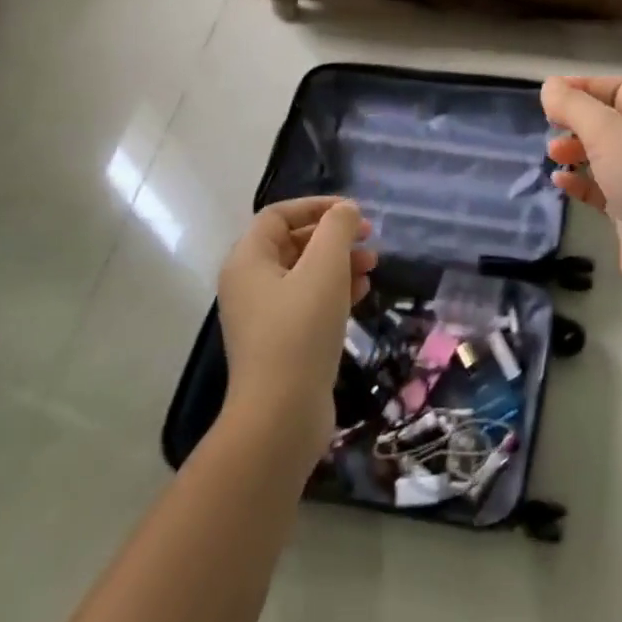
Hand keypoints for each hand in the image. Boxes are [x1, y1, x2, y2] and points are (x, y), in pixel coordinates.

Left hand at [217, 197, 376, 449]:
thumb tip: (346, 211)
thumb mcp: (324, 269)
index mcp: (248, 261)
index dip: (316, 206)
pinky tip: (362, 294)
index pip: (279, 215)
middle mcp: (249, 283)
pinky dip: (334, 291)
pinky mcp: (281, 341)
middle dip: (333, 237)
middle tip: (369, 239)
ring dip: (339, 263)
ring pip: (304, 274)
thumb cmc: (300, 332)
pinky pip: (308, 302)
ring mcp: (264, 315)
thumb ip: (337, 230)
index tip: (353, 212)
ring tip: (373, 267)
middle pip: (293, 243)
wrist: (281, 415)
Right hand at [543, 76, 621, 311]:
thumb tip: (550, 85)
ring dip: (577, 151)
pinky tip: (560, 182)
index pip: (621, 88)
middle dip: (579, 121)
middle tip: (550, 126)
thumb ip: (575, 107)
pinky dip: (581, 183)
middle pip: (612, 121)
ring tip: (553, 154)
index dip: (586, 86)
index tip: (551, 94)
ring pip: (606, 155)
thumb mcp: (608, 133)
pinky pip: (602, 189)